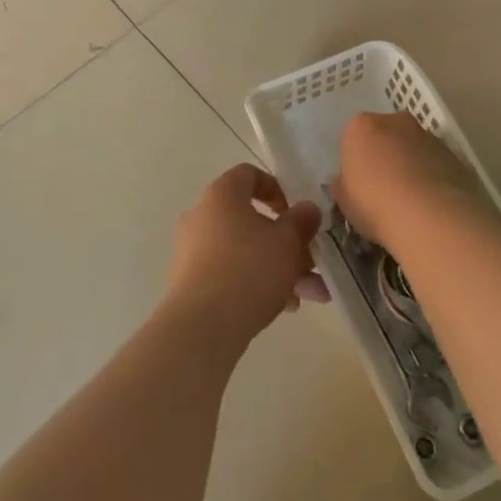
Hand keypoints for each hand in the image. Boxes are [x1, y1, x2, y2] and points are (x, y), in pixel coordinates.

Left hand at [165, 164, 326, 352]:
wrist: (202, 326)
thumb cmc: (248, 270)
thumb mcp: (287, 242)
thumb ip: (301, 221)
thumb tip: (308, 209)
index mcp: (221, 195)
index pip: (248, 175)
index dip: (276, 189)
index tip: (296, 213)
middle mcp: (202, 215)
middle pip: (250, 218)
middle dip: (285, 241)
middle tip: (310, 262)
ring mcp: (192, 249)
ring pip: (244, 250)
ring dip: (277, 267)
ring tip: (309, 294)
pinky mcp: (190, 281)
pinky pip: (229, 272)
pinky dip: (255, 283)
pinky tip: (284, 307)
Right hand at [333, 110, 481, 247]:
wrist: (430, 217)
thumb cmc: (375, 204)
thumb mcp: (344, 200)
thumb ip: (343, 184)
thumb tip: (346, 182)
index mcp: (361, 126)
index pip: (353, 139)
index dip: (356, 163)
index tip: (359, 186)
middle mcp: (395, 121)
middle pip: (385, 136)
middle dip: (385, 156)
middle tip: (384, 190)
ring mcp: (427, 135)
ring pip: (413, 148)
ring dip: (411, 165)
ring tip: (412, 202)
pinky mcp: (454, 154)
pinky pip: (436, 163)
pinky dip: (433, 177)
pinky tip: (432, 205)